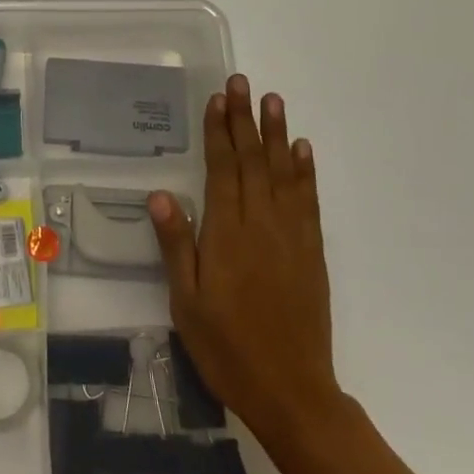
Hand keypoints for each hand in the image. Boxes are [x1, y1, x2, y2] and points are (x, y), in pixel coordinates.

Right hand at [148, 75, 346, 449]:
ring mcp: (291, 236)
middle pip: (252, 161)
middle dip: (245, 119)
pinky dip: (304, 171)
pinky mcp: (312, 251)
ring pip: (282, 173)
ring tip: (273, 100)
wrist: (292, 391)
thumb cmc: (227, 348)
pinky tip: (301, 149)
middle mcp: (261, 225)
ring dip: (276, 134)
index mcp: (227, 234)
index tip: (217, 99)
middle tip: (242, 83)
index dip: (219, 132)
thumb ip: (176, 245)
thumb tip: (161, 194)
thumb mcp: (186, 302)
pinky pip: (308, 201)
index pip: (223, 169)